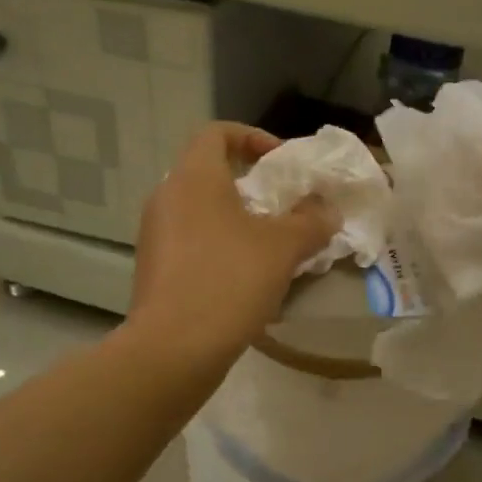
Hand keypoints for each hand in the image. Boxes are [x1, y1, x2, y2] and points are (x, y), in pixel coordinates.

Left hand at [129, 124, 338, 368]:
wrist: (173, 348)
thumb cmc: (229, 281)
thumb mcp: (283, 248)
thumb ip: (311, 221)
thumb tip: (326, 210)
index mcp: (194, 177)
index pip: (217, 133)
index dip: (253, 138)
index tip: (282, 163)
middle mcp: (167, 197)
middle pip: (210, 173)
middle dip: (251, 187)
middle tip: (284, 209)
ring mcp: (155, 235)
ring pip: (202, 212)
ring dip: (237, 221)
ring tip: (271, 248)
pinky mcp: (154, 269)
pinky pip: (192, 243)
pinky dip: (219, 248)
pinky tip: (246, 279)